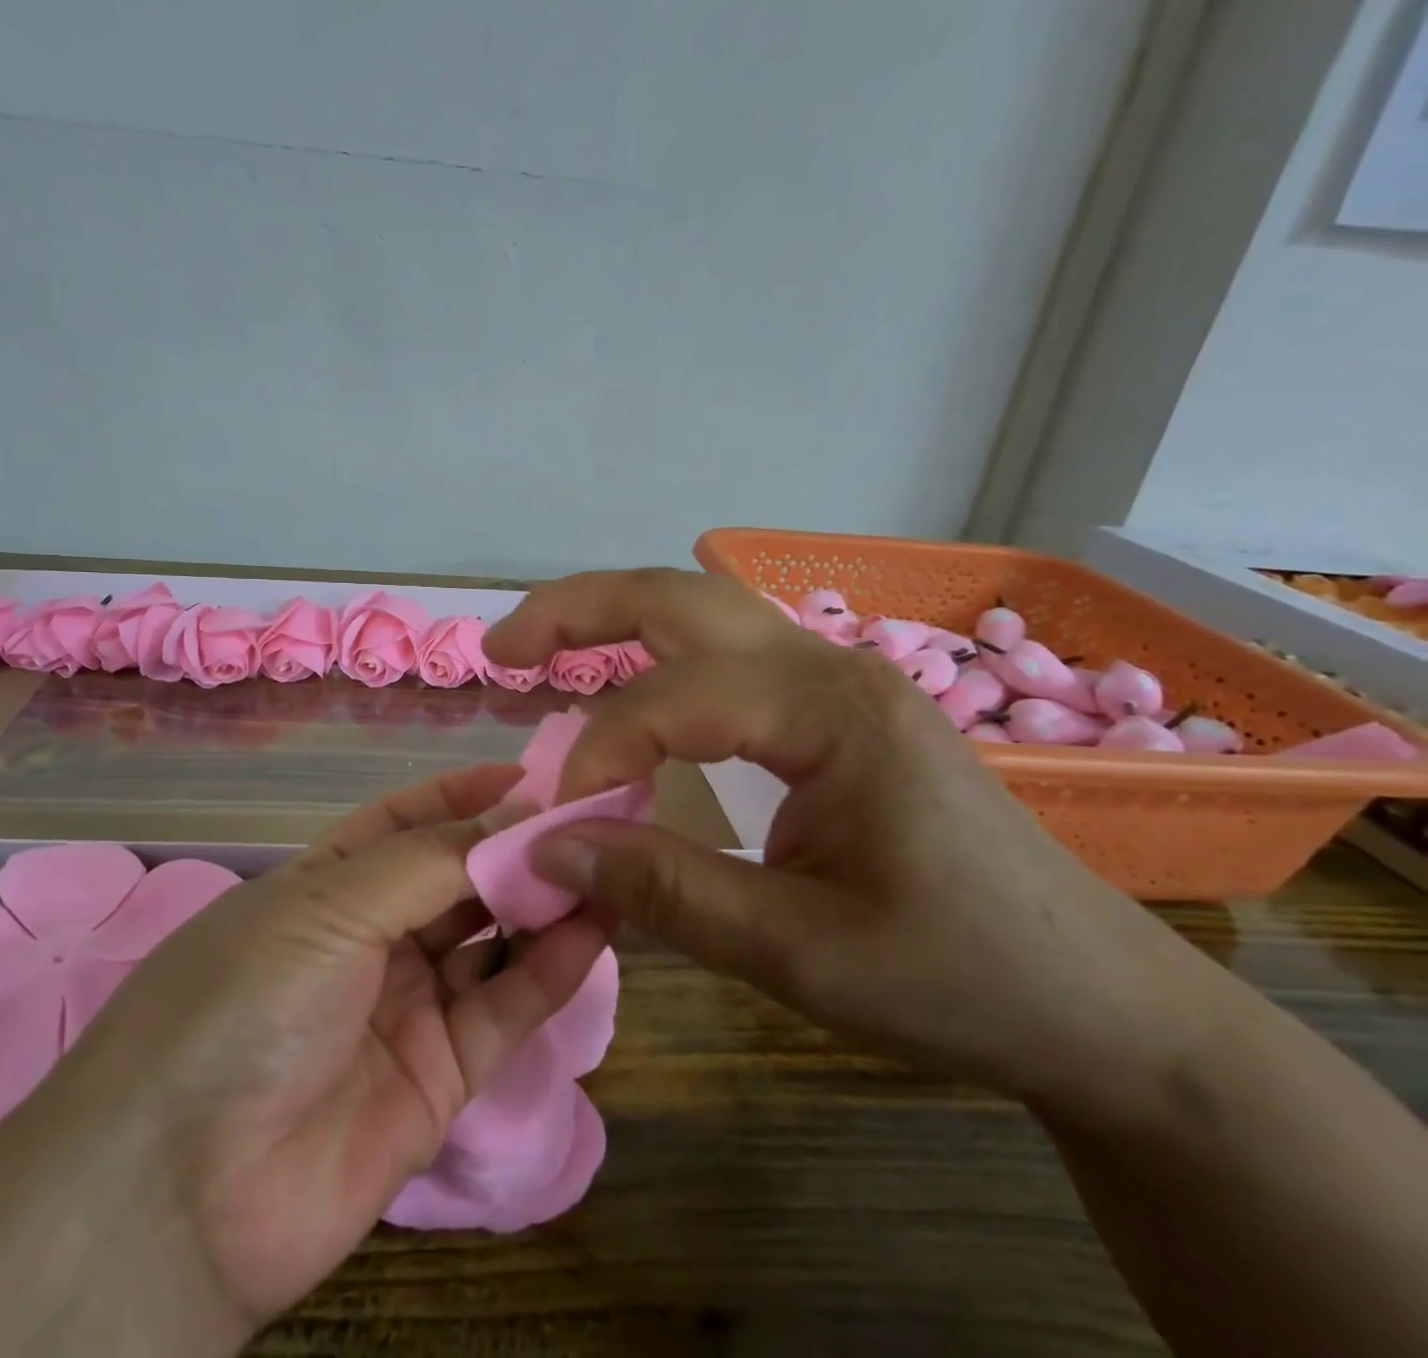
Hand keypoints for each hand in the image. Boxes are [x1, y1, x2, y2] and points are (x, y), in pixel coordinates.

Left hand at [33, 764, 609, 1347]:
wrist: (180, 1195)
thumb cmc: (246, 1002)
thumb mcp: (330, 906)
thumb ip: (430, 862)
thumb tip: (516, 815)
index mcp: (325, 883)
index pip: (405, 821)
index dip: (464, 795)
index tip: (531, 775)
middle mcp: (368, 938)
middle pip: (456, 879)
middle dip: (516, 847)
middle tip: (591, 819)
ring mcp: (406, 1007)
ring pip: (490, 941)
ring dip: (544, 903)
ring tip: (607, 864)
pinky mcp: (441, 1076)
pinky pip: (505, 1009)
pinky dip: (552, 969)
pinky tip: (596, 927)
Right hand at [482, 569, 1224, 1104]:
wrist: (1099, 1004)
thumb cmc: (961, 979)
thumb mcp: (800, 953)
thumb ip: (666, 890)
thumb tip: (549, 849)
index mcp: (832, 712)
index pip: (677, 699)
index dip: (600, 748)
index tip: (557, 818)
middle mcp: (830, 667)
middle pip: (681, 598)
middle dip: (578, 611)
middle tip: (501, 647)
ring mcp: (835, 679)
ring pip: (702, 611)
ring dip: (612, 617)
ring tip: (539, 647)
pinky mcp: (834, 707)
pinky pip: (725, 653)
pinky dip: (655, 655)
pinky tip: (624, 684)